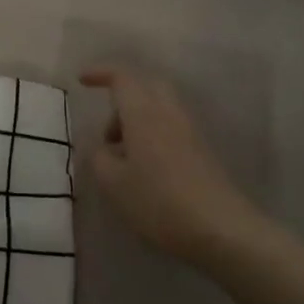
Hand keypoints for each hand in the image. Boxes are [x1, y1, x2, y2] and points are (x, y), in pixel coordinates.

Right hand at [80, 66, 260, 262]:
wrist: (220, 229)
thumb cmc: (158, 201)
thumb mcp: (113, 183)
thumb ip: (100, 157)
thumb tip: (104, 148)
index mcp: (143, 113)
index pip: (122, 78)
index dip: (100, 74)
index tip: (82, 81)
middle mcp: (168, 113)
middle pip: (146, 86)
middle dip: (122, 99)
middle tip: (107, 132)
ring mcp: (189, 132)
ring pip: (159, 108)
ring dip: (137, 122)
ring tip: (122, 159)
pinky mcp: (202, 152)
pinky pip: (171, 129)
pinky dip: (152, 137)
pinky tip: (144, 171)